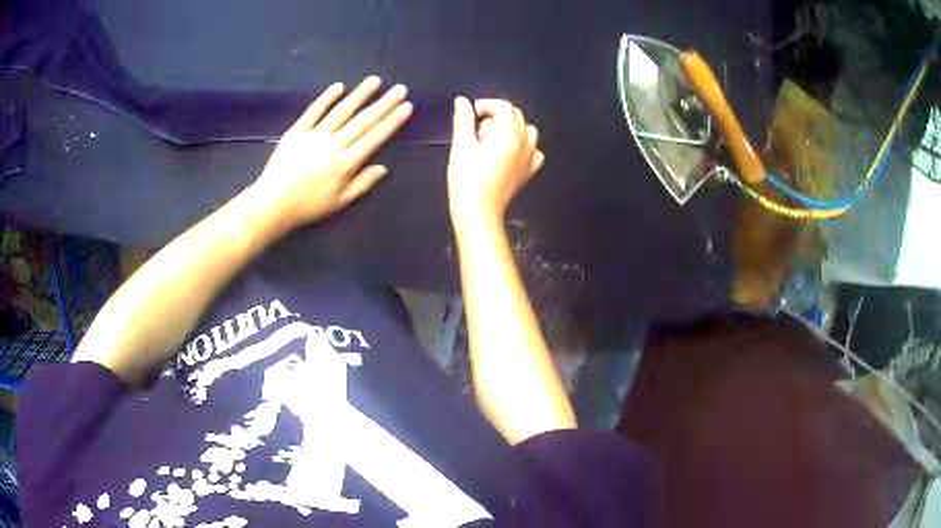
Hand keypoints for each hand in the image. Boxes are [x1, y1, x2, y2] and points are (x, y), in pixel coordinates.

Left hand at [252, 76, 412, 227]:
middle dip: (383, 103)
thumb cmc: (308, 206)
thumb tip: (384, 168)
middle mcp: (334, 145)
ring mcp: (314, 135)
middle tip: (400, 88)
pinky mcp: (297, 132)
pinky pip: (314, 111)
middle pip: (362, 121)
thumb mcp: (340, 203)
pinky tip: (339, 86)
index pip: (374, 137)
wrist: (273, 204)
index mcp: (346, 163)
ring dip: (360, 95)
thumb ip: (362, 184)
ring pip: (341, 111)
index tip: (406, 106)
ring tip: (375, 80)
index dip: (392, 121)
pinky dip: (326, 98)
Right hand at [447, 97, 544, 223]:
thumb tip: (463, 102)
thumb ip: (464, 120)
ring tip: (491, 141)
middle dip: (496, 116)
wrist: (479, 212)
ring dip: (509, 128)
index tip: (472, 115)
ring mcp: (530, 158)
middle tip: (477, 131)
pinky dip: (522, 145)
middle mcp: (524, 144)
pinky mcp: (529, 170)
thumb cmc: (467, 181)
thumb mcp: (461, 146)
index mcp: (509, 136)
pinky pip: (533, 149)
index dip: (486, 106)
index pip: (503, 107)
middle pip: (515, 115)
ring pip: (526, 130)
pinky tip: (507, 153)